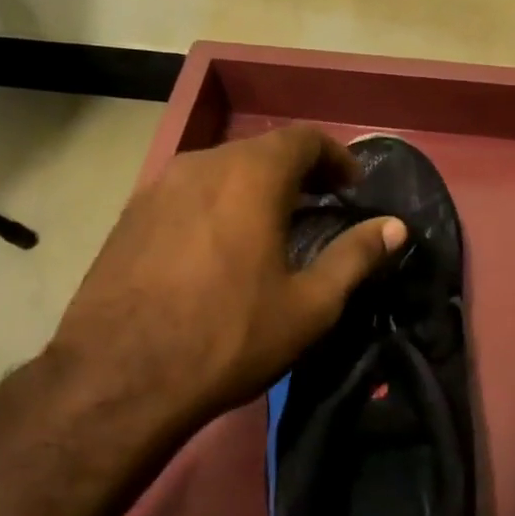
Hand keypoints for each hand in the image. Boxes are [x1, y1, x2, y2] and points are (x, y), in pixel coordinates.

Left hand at [48, 125, 405, 429]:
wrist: (119, 377)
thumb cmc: (229, 337)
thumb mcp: (309, 305)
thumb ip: (356, 256)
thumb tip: (395, 227)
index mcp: (250, 176)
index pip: (303, 138)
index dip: (336, 157)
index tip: (352, 188)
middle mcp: (200, 165)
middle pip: (260, 150)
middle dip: (297, 173)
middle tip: (319, 208)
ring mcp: (157, 188)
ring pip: (220, 171)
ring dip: (253, 189)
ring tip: (271, 229)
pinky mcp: (129, 217)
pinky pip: (187, 195)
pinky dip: (216, 206)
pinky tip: (218, 250)